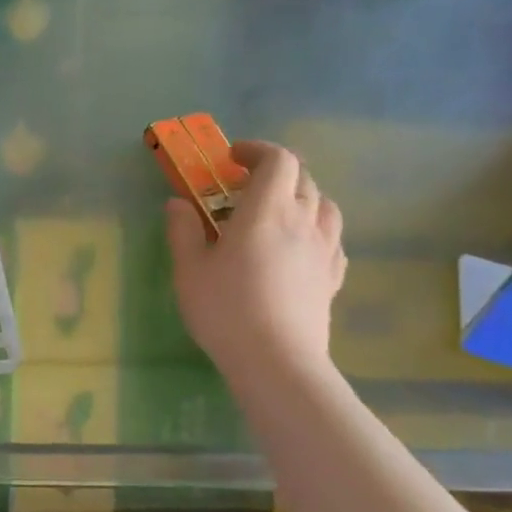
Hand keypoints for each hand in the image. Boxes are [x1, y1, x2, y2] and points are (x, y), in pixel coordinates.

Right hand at [166, 140, 346, 374]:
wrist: (276, 360)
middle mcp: (302, 220)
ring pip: (324, 204)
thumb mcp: (189, 268)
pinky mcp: (333, 276)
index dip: (257, 151)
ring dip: (301, 196)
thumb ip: (183, 229)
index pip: (278, 160)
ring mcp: (324, 249)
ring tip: (276, 212)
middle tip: (245, 186)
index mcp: (266, 210)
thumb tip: (178, 203)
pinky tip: (298, 245)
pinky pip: (332, 237)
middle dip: (275, 171)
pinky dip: (315, 228)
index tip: (232, 159)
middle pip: (303, 177)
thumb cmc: (225, 308)